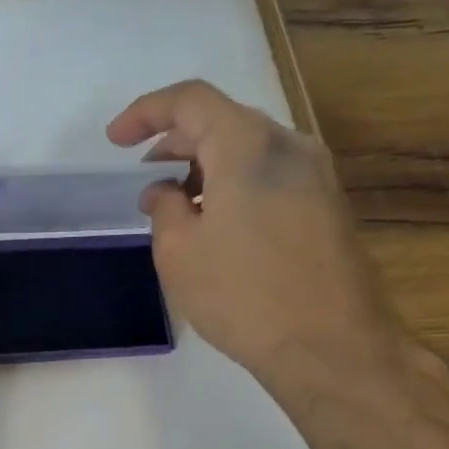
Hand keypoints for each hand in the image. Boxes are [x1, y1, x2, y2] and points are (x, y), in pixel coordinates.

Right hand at [106, 79, 411, 397]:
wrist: (332, 347)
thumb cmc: (243, 296)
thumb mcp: (179, 252)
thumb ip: (164, 208)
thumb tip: (165, 192)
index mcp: (249, 146)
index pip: (191, 100)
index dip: (146, 113)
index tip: (115, 141)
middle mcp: (290, 146)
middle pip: (223, 120)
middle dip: (175, 140)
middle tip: (143, 176)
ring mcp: (317, 175)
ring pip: (249, 148)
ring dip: (205, 164)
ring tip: (175, 204)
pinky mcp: (328, 204)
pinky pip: (270, 173)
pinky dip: (234, 182)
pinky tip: (216, 221)